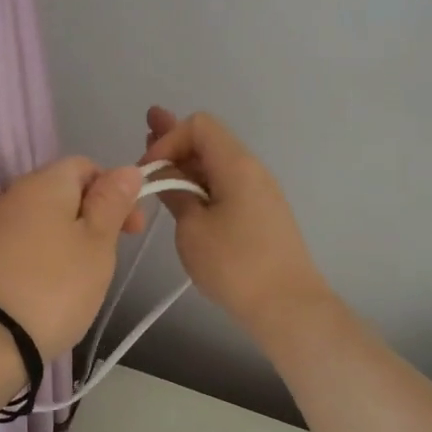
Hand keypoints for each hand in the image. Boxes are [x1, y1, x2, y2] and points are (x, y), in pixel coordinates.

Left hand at [0, 157, 146, 358]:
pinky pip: (22, 241)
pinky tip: (52, 283)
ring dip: (67, 236)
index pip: (86, 166)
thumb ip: (113, 202)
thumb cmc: (57, 285)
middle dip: (92, 216)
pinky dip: (43, 254)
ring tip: (83, 274)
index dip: (115, 191)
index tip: (132, 229)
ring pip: (42, 218)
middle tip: (111, 254)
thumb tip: (128, 169)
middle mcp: (14, 193)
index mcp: (44, 182)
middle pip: (62, 191)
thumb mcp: (98, 243)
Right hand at [142, 107, 328, 337]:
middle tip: (143, 133)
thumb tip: (163, 172)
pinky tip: (182, 193)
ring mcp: (259, 192)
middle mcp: (252, 169)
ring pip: (216, 165)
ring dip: (186, 164)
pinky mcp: (261, 214)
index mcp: (236, 165)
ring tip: (156, 165)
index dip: (168, 138)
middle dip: (174, 140)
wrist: (288, 306)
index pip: (199, 126)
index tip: (148, 171)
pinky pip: (226, 185)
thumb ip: (175, 192)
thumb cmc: (235, 264)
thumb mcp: (193, 228)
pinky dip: (200, 183)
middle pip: (209, 141)